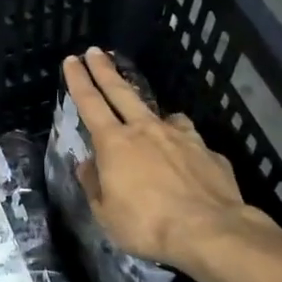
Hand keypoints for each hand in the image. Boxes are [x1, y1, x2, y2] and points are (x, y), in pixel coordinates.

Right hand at [63, 47, 281, 273]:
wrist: (211, 230)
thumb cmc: (148, 225)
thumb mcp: (106, 214)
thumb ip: (94, 185)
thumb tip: (87, 165)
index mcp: (115, 144)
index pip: (90, 103)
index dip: (78, 81)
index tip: (71, 60)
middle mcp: (146, 131)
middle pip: (121, 92)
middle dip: (105, 70)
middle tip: (95, 51)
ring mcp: (180, 137)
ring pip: (159, 112)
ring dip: (146, 108)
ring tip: (145, 114)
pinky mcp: (207, 151)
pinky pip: (187, 137)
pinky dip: (179, 139)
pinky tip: (183, 152)